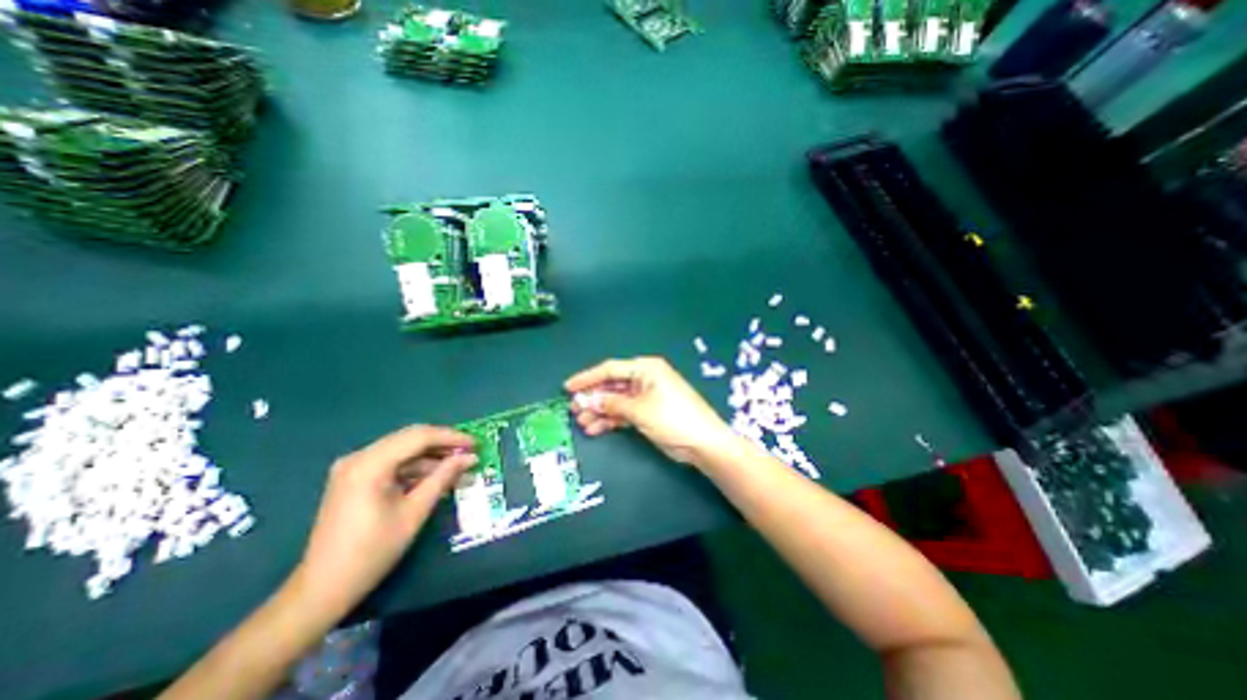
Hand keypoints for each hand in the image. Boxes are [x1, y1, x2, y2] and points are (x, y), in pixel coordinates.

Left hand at [292, 425, 476, 613]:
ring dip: (431, 456)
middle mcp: (359, 457)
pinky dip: (416, 467)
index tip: (476, 444)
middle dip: (443, 444)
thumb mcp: (415, 511)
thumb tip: (470, 457)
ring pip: (403, 449)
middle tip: (470, 452)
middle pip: (410, 438)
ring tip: (458, 467)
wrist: (323, 589)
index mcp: (370, 464)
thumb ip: (443, 477)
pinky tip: (435, 477)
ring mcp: (354, 467)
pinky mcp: (355, 478)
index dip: (451, 437)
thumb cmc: (373, 551)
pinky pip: (392, 463)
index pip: (419, 437)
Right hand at [564, 358, 732, 465]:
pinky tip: (595, 429)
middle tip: (574, 410)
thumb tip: (589, 400)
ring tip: (582, 423)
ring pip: (616, 400)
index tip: (568, 387)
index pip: (610, 369)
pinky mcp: (647, 412)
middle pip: (611, 385)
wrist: (702, 442)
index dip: (587, 378)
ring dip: (599, 411)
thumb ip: (612, 403)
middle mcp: (644, 379)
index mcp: (645, 369)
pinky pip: (623, 412)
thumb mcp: (639, 409)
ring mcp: (645, 397)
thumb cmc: (672, 418)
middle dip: (592, 397)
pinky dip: (610, 420)